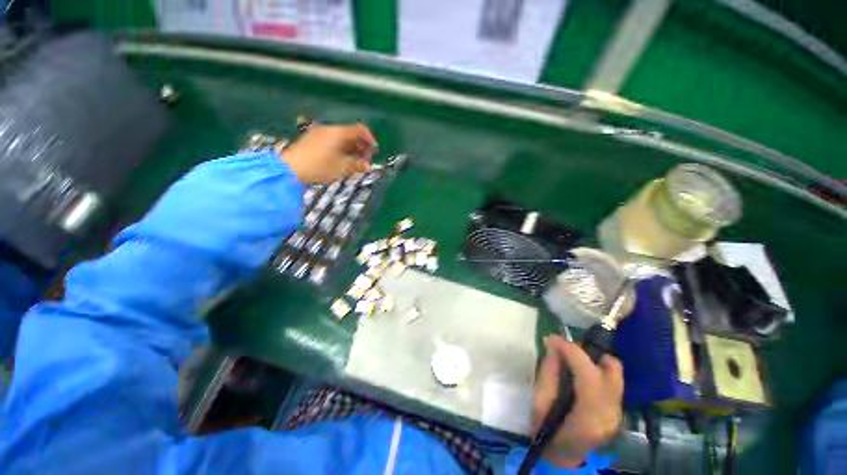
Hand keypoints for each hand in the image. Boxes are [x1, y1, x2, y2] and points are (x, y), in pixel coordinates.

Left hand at [279, 123, 376, 183]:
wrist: (290, 170)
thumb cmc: (319, 168)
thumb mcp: (342, 168)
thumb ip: (357, 165)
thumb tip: (367, 165)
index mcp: (338, 133)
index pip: (360, 130)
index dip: (370, 140)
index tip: (374, 151)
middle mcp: (329, 130)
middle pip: (350, 134)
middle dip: (361, 146)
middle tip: (366, 159)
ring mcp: (318, 134)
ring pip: (341, 138)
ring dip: (351, 149)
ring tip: (355, 162)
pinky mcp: (312, 140)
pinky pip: (332, 141)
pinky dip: (341, 149)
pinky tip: (342, 160)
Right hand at [532, 335, 623, 467]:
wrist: (564, 456)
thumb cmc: (547, 432)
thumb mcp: (539, 402)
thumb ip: (548, 371)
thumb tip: (552, 343)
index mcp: (589, 416)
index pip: (588, 373)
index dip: (571, 350)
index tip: (553, 339)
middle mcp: (611, 412)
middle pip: (611, 369)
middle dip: (586, 352)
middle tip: (564, 350)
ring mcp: (618, 411)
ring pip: (614, 371)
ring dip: (592, 359)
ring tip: (571, 360)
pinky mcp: (618, 409)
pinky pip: (612, 379)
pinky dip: (596, 368)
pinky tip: (579, 372)